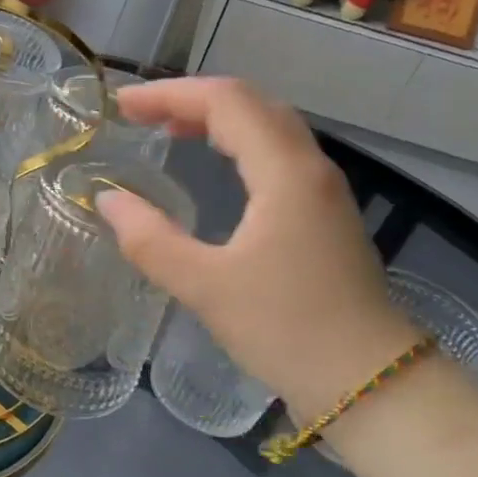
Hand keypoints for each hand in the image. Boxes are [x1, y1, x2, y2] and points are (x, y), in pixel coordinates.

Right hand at [96, 77, 420, 419]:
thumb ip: (150, 239)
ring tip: (169, 130)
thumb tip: (108, 199)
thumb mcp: (205, 287)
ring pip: (269, 127)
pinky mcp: (325, 214)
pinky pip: (277, 154)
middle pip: (251, 104)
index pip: (226, 102)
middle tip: (140, 115)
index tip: (122, 106)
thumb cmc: (286, 329)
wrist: (370, 382)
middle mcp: (310, 167)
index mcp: (285, 173)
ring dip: (217, 118)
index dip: (169, 94)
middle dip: (191, 99)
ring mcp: (323, 190)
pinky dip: (238, 144)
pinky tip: (216, 167)